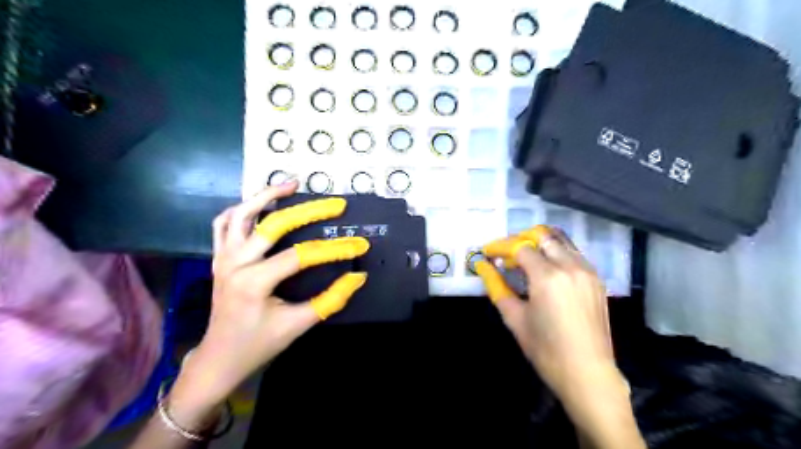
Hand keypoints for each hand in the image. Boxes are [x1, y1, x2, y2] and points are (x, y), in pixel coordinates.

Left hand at [170, 180, 369, 421]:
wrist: (219, 357)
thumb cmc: (259, 343)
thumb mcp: (299, 324)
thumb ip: (331, 300)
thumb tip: (358, 277)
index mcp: (254, 282)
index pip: (301, 256)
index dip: (334, 249)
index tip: (360, 245)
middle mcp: (235, 263)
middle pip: (273, 224)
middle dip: (309, 211)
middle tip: (336, 203)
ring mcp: (223, 257)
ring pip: (242, 214)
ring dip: (267, 196)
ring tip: (294, 184)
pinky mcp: (219, 257)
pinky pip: (225, 223)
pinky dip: (243, 209)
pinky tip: (262, 204)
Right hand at [473, 226, 624, 423]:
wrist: (587, 372)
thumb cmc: (545, 349)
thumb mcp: (514, 317)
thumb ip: (496, 287)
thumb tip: (482, 266)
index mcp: (548, 277)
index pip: (520, 248)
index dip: (500, 247)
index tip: (487, 252)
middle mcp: (570, 266)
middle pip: (542, 235)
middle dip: (520, 238)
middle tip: (506, 253)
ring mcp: (587, 270)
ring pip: (560, 240)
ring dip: (539, 242)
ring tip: (524, 258)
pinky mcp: (596, 279)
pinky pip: (573, 253)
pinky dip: (556, 252)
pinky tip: (546, 268)